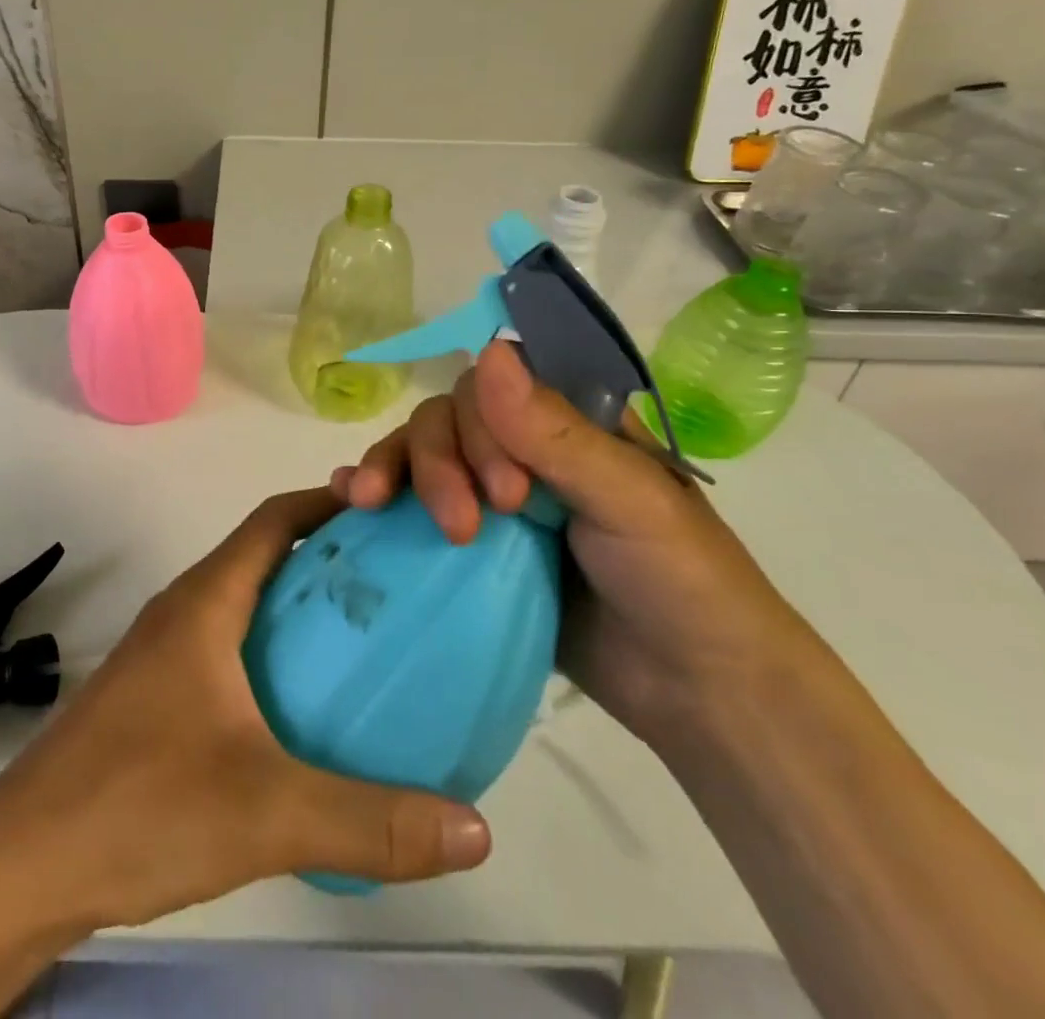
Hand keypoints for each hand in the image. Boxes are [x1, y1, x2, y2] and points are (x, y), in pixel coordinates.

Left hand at [0, 489, 491, 932]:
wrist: (22, 865)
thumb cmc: (140, 805)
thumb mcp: (268, 812)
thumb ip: (372, 822)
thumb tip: (476, 830)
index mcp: (206, 602)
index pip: (274, 520)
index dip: (329, 503)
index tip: (388, 510)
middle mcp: (184, 611)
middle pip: (263, 555)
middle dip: (327, 555)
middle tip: (396, 578)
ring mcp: (164, 653)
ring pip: (245, 603)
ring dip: (299, 606)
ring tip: (365, 637)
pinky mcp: (155, 695)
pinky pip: (229, 647)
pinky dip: (273, 651)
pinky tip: (305, 707)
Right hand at [331, 341, 812, 742]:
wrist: (697, 695)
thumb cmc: (680, 582)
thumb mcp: (627, 500)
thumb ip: (554, 432)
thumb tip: (489, 349)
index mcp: (565, 424)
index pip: (494, 387)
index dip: (480, 425)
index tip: (506, 495)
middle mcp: (523, 450)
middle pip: (448, 420)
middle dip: (439, 463)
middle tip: (463, 528)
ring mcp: (492, 500)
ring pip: (422, 456)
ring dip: (393, 469)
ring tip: (368, 503)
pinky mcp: (471, 549)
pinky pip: (412, 506)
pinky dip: (378, 491)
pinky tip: (348, 498)